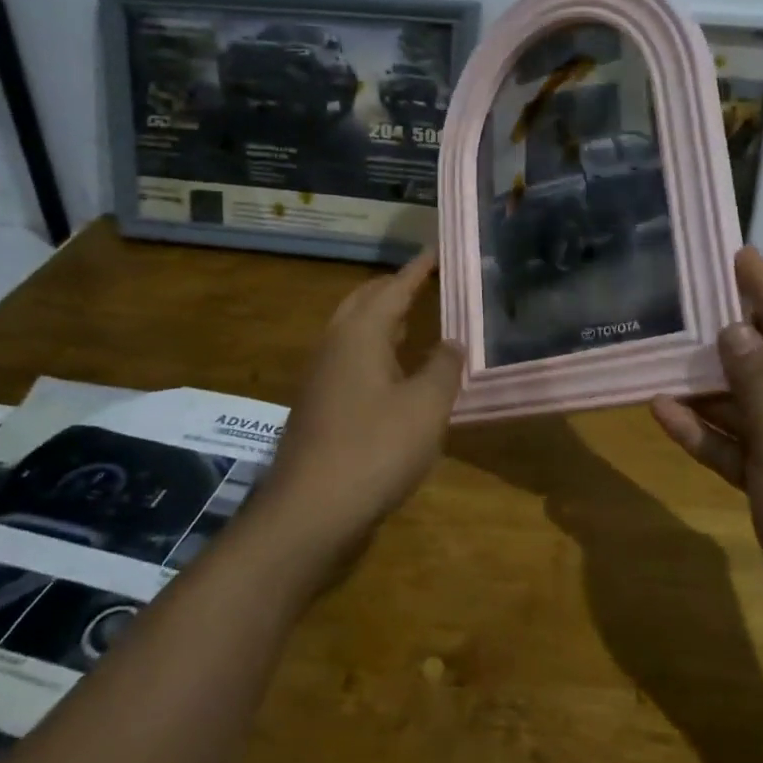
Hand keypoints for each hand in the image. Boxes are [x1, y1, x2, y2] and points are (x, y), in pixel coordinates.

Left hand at [255, 251, 464, 567]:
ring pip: (354, 331)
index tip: (438, 250)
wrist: (310, 511)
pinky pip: (350, 359)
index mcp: (360, 333)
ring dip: (383, 319)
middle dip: (394, 288)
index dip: (419, 269)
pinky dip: (375, 350)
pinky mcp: (318, 405)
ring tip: (415, 320)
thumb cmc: (375, 449)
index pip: (394, 287)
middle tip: (427, 283)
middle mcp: (334, 344)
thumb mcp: (426, 406)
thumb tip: (451, 342)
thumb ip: (443, 367)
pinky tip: (395, 372)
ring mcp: (321, 376)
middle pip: (365, 301)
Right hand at [650, 249, 762, 672]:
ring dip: (708, 391)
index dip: (762, 292)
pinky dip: (710, 434)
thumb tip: (734, 330)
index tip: (736, 253)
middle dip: (725, 343)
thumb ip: (757, 384)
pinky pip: (745, 445)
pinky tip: (663, 414)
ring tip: (659, 358)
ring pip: (752, 405)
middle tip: (681, 306)